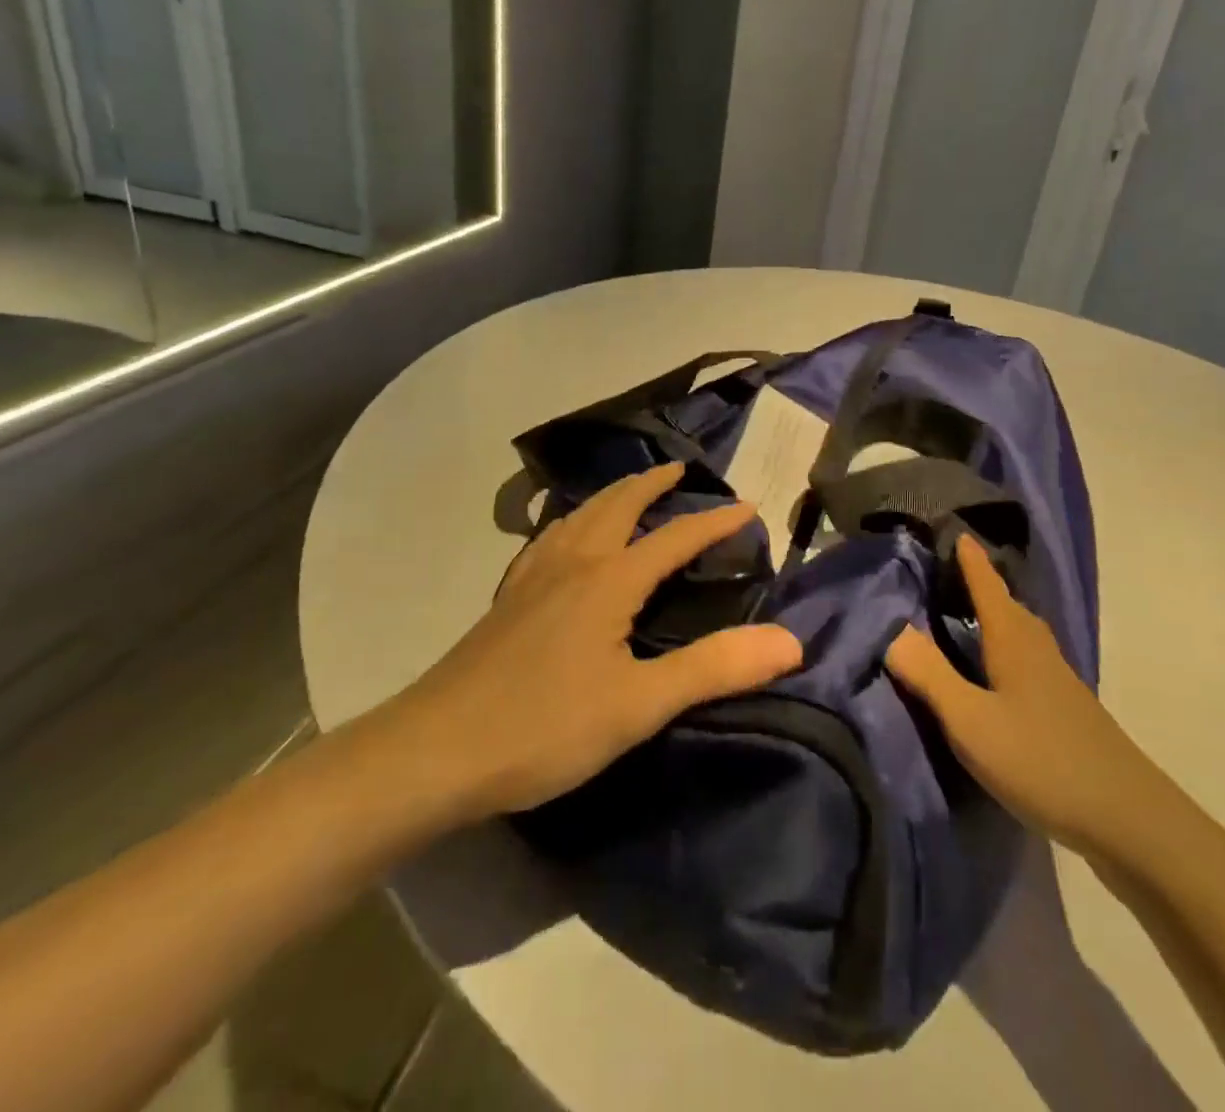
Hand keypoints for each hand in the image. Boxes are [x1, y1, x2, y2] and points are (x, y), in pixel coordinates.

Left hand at [355, 462, 802, 828]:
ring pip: (577, 517)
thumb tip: (791, 640)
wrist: (433, 752)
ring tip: (628, 493)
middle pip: (616, 506)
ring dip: (610, 496)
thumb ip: (714, 668)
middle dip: (651, 484)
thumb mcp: (639, 704)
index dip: (714, 522)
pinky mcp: (506, 601)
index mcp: (608, 580)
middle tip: (679, 470)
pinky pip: (547, 540)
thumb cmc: (543, 726)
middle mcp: (571, 564)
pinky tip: (563, 542)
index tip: (749, 507)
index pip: (674, 538)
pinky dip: (571, 522)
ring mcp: (532, 579)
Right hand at [887, 535, 1147, 852]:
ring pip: (1021, 633)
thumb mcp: (971, 721)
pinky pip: (1029, 659)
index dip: (971, 559)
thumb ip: (930, 676)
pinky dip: (1007, 648)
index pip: (988, 586)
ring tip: (969, 615)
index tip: (956, 531)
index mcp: (1013, 641)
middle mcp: (1037, 650)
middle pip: (1008, 606)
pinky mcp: (1067, 709)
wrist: (1128, 819)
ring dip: (996, 616)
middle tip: (950, 572)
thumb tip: (892, 629)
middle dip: (982, 585)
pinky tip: (999, 672)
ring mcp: (1058, 680)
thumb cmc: (1041, 760)